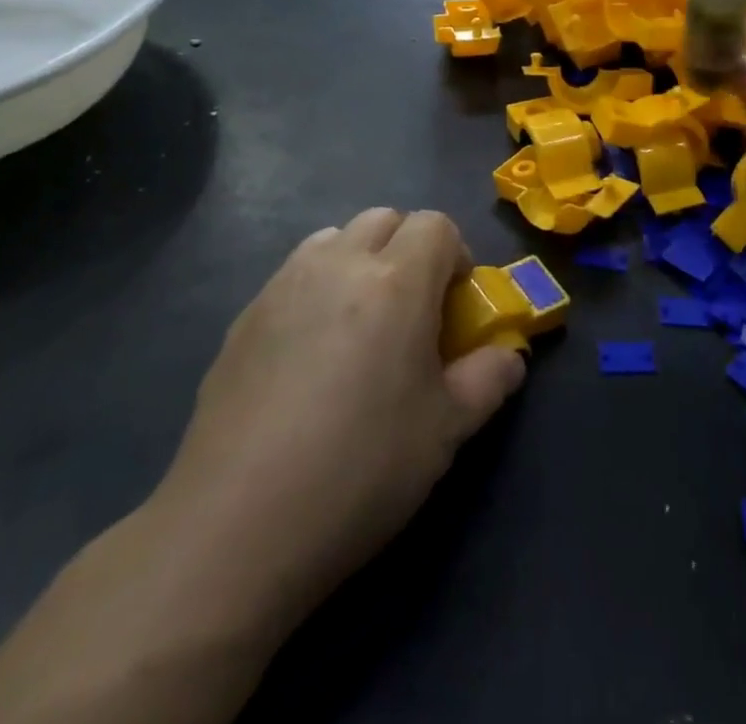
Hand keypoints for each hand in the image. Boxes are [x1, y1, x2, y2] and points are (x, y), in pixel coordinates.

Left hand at [0, 211, 524, 723]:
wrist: (236, 526)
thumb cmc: (360, 470)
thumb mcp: (447, 432)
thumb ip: (490, 379)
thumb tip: (509, 355)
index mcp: (396, 280)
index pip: (436, 224)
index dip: (455, 255)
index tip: (454, 305)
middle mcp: (339, 264)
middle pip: (384, 219)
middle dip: (408, 249)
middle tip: (411, 311)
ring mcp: (284, 285)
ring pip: (334, 239)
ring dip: (359, 261)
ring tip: (358, 325)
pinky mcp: (244, 316)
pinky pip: (294, 275)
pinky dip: (316, 289)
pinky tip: (308, 356)